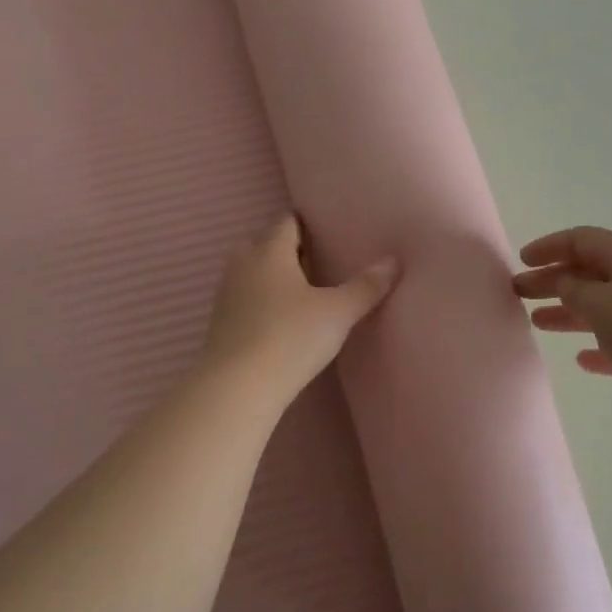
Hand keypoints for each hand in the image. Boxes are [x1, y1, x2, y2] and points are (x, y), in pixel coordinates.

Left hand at [198, 214, 398, 405]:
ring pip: (249, 271)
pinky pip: (242, 299)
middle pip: (262, 243)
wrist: (236, 388)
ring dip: (269, 275)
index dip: (305, 222)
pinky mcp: (218, 325)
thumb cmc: (290, 337)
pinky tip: (279, 319)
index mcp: (269, 251)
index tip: (326, 227)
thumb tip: (393, 260)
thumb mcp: (337, 312)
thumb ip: (365, 286)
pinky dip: (259, 300)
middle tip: (314, 259)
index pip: (286, 223)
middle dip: (285, 247)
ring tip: (300, 290)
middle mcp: (243, 265)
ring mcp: (226, 295)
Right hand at [513, 226, 611, 447]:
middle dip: (554, 280)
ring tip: (538, 323)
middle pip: (591, 273)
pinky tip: (582, 361)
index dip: (550, 246)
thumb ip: (575, 291)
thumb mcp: (605, 305)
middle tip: (519, 293)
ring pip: (605, 309)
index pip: (583, 240)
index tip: (521, 261)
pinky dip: (600, 348)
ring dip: (571, 313)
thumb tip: (565, 283)